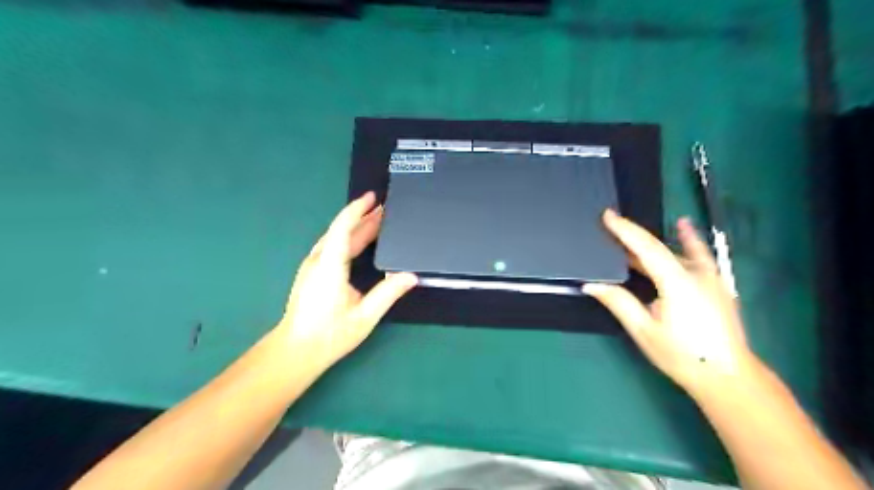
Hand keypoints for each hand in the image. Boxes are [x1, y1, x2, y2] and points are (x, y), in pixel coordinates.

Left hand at [278, 192, 417, 375]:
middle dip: (363, 218)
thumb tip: (411, 276)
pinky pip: (330, 247)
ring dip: (355, 227)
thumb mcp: (364, 316)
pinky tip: (359, 241)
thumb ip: (388, 293)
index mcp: (330, 266)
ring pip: (335, 238)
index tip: (372, 198)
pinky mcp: (311, 274)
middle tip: (386, 209)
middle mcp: (318, 261)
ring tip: (377, 220)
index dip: (357, 210)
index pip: (343, 229)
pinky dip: (347, 238)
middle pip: (341, 231)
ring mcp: (312, 266)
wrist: (296, 351)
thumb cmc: (329, 335)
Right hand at [578, 208, 751, 392]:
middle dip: (632, 234)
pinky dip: (687, 240)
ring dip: (650, 243)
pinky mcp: (716, 284)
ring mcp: (710, 277)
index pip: (646, 247)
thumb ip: (619, 302)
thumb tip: (590, 285)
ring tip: (628, 237)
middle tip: (609, 226)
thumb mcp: (644, 331)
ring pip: (676, 250)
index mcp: (677, 282)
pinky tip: (683, 226)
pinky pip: (698, 254)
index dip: (625, 230)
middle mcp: (696, 273)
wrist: (728, 376)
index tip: (607, 215)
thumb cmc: (683, 355)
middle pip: (659, 246)